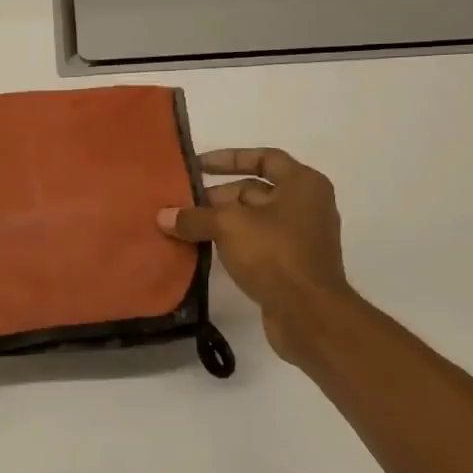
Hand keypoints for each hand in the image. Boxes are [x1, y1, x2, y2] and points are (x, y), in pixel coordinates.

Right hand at [159, 148, 359, 364]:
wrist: (309, 314)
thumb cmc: (275, 254)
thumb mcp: (229, 226)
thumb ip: (195, 217)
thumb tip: (163, 216)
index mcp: (302, 184)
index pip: (264, 158)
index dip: (229, 159)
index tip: (197, 166)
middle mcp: (306, 205)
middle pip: (255, 191)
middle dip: (218, 196)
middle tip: (182, 204)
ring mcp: (301, 237)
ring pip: (254, 220)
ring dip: (222, 222)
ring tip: (185, 227)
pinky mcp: (292, 265)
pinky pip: (257, 244)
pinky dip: (233, 243)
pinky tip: (204, 250)